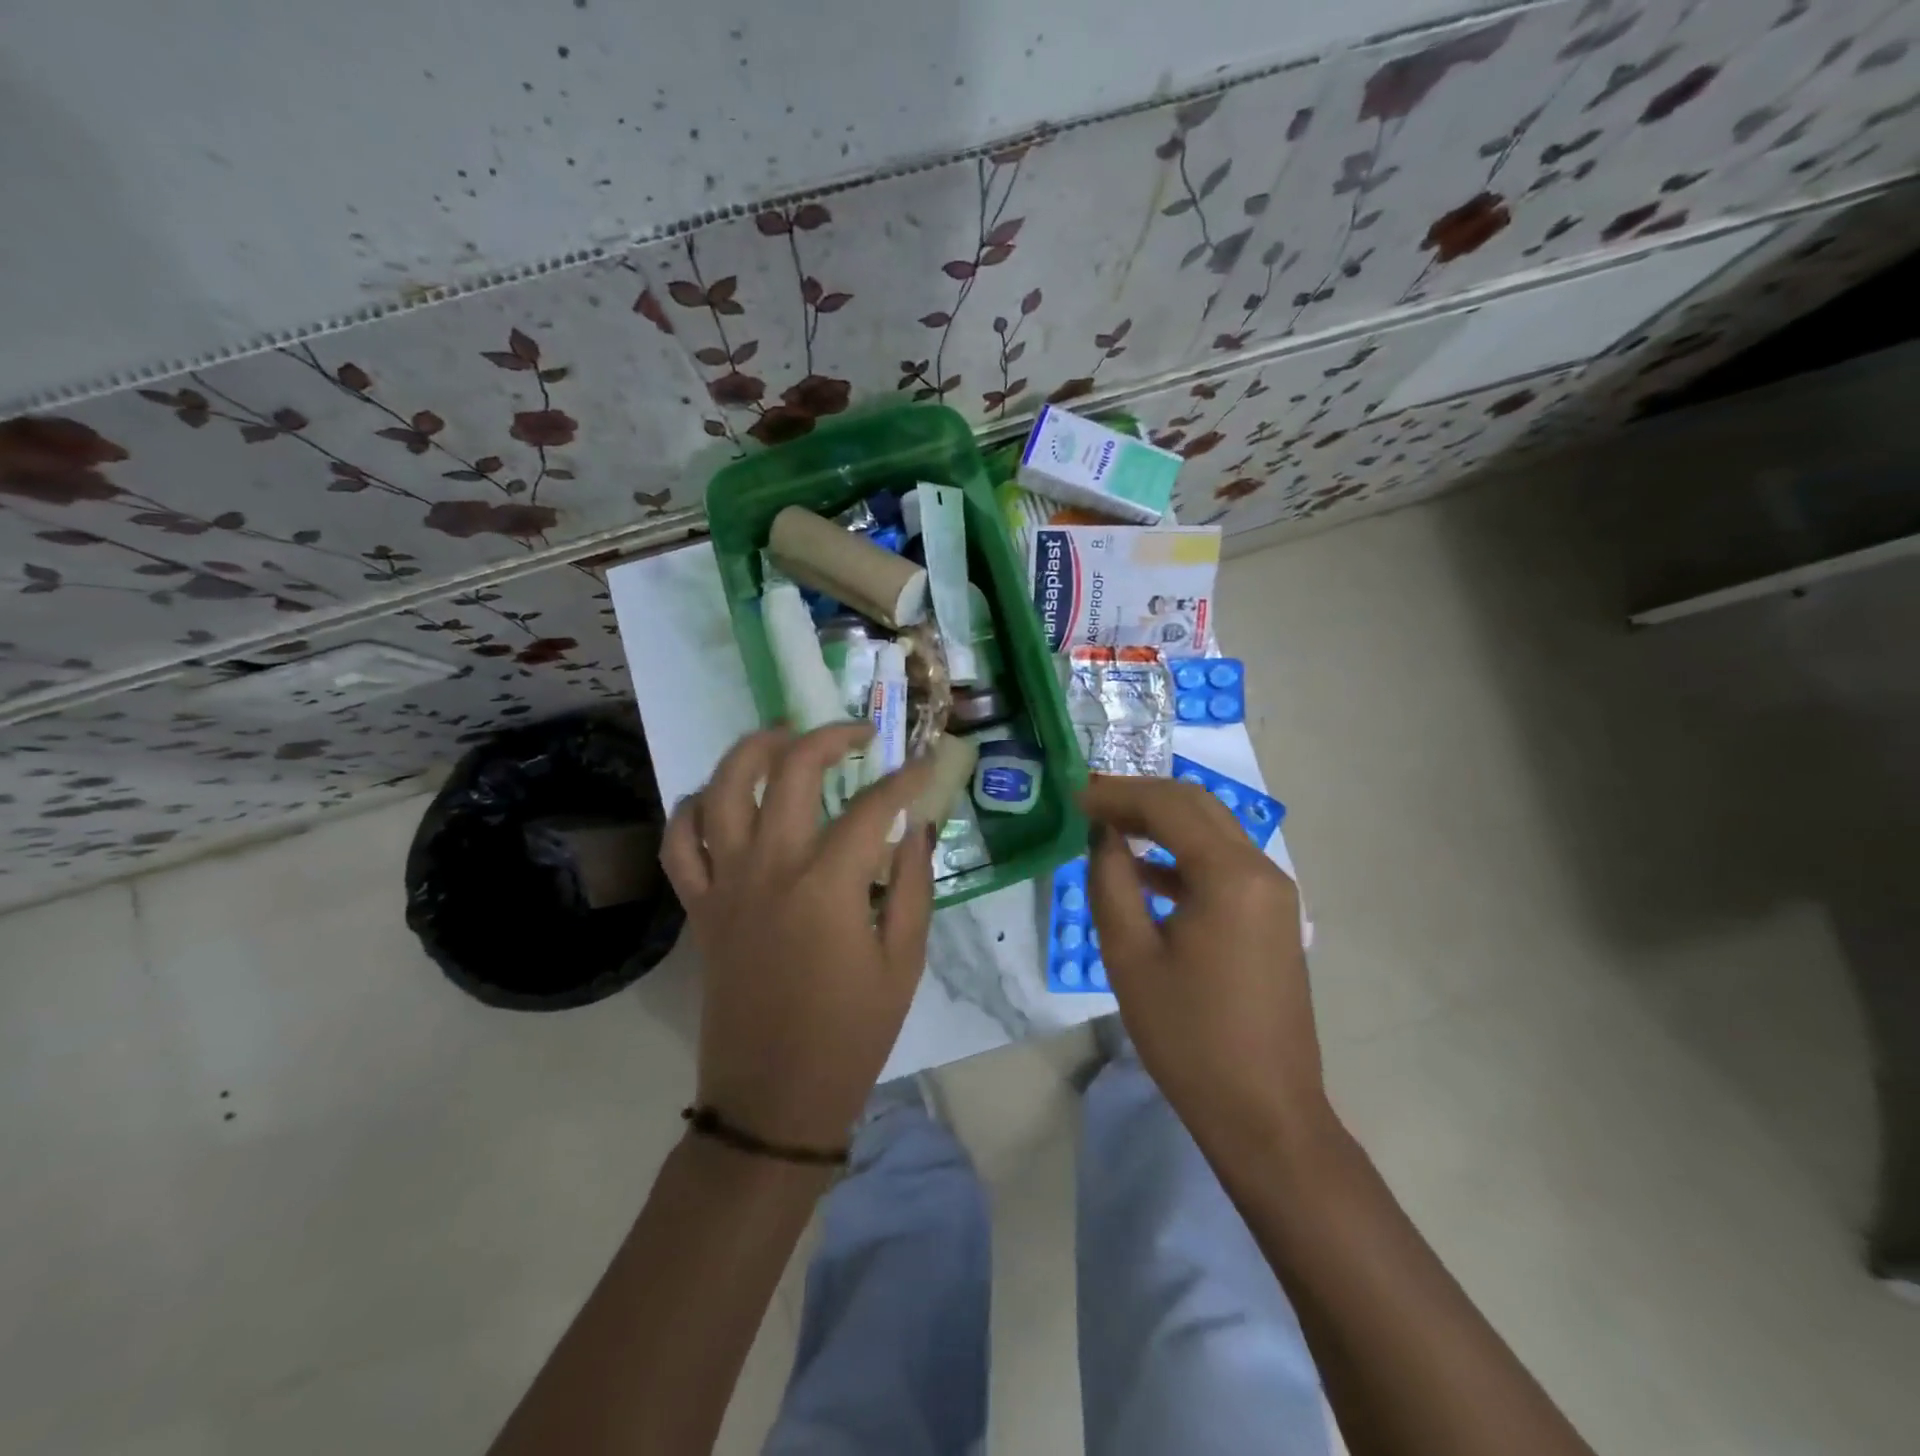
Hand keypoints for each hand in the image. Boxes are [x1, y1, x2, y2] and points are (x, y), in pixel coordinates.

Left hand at [662, 725, 936, 1148]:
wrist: (775, 1099)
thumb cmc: (852, 1034)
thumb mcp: (904, 961)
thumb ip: (913, 884)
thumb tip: (917, 826)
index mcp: (827, 885)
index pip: (872, 807)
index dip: (905, 779)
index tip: (924, 764)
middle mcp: (770, 868)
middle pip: (791, 771)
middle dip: (829, 738)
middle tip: (857, 734)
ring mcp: (725, 884)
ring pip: (722, 789)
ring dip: (752, 750)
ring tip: (784, 735)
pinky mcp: (699, 907)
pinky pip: (679, 844)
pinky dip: (692, 810)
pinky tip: (719, 798)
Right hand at [1082, 773, 1329, 1147]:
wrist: (1263, 1112)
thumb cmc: (1188, 1037)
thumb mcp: (1130, 955)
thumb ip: (1110, 881)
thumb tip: (1102, 834)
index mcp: (1230, 875)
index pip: (1168, 805)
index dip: (1117, 795)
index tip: (1074, 796)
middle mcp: (1261, 870)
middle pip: (1197, 806)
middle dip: (1140, 797)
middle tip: (1090, 802)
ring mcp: (1274, 893)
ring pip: (1212, 830)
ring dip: (1161, 821)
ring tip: (1108, 826)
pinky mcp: (1272, 916)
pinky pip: (1223, 864)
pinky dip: (1182, 855)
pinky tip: (1143, 870)